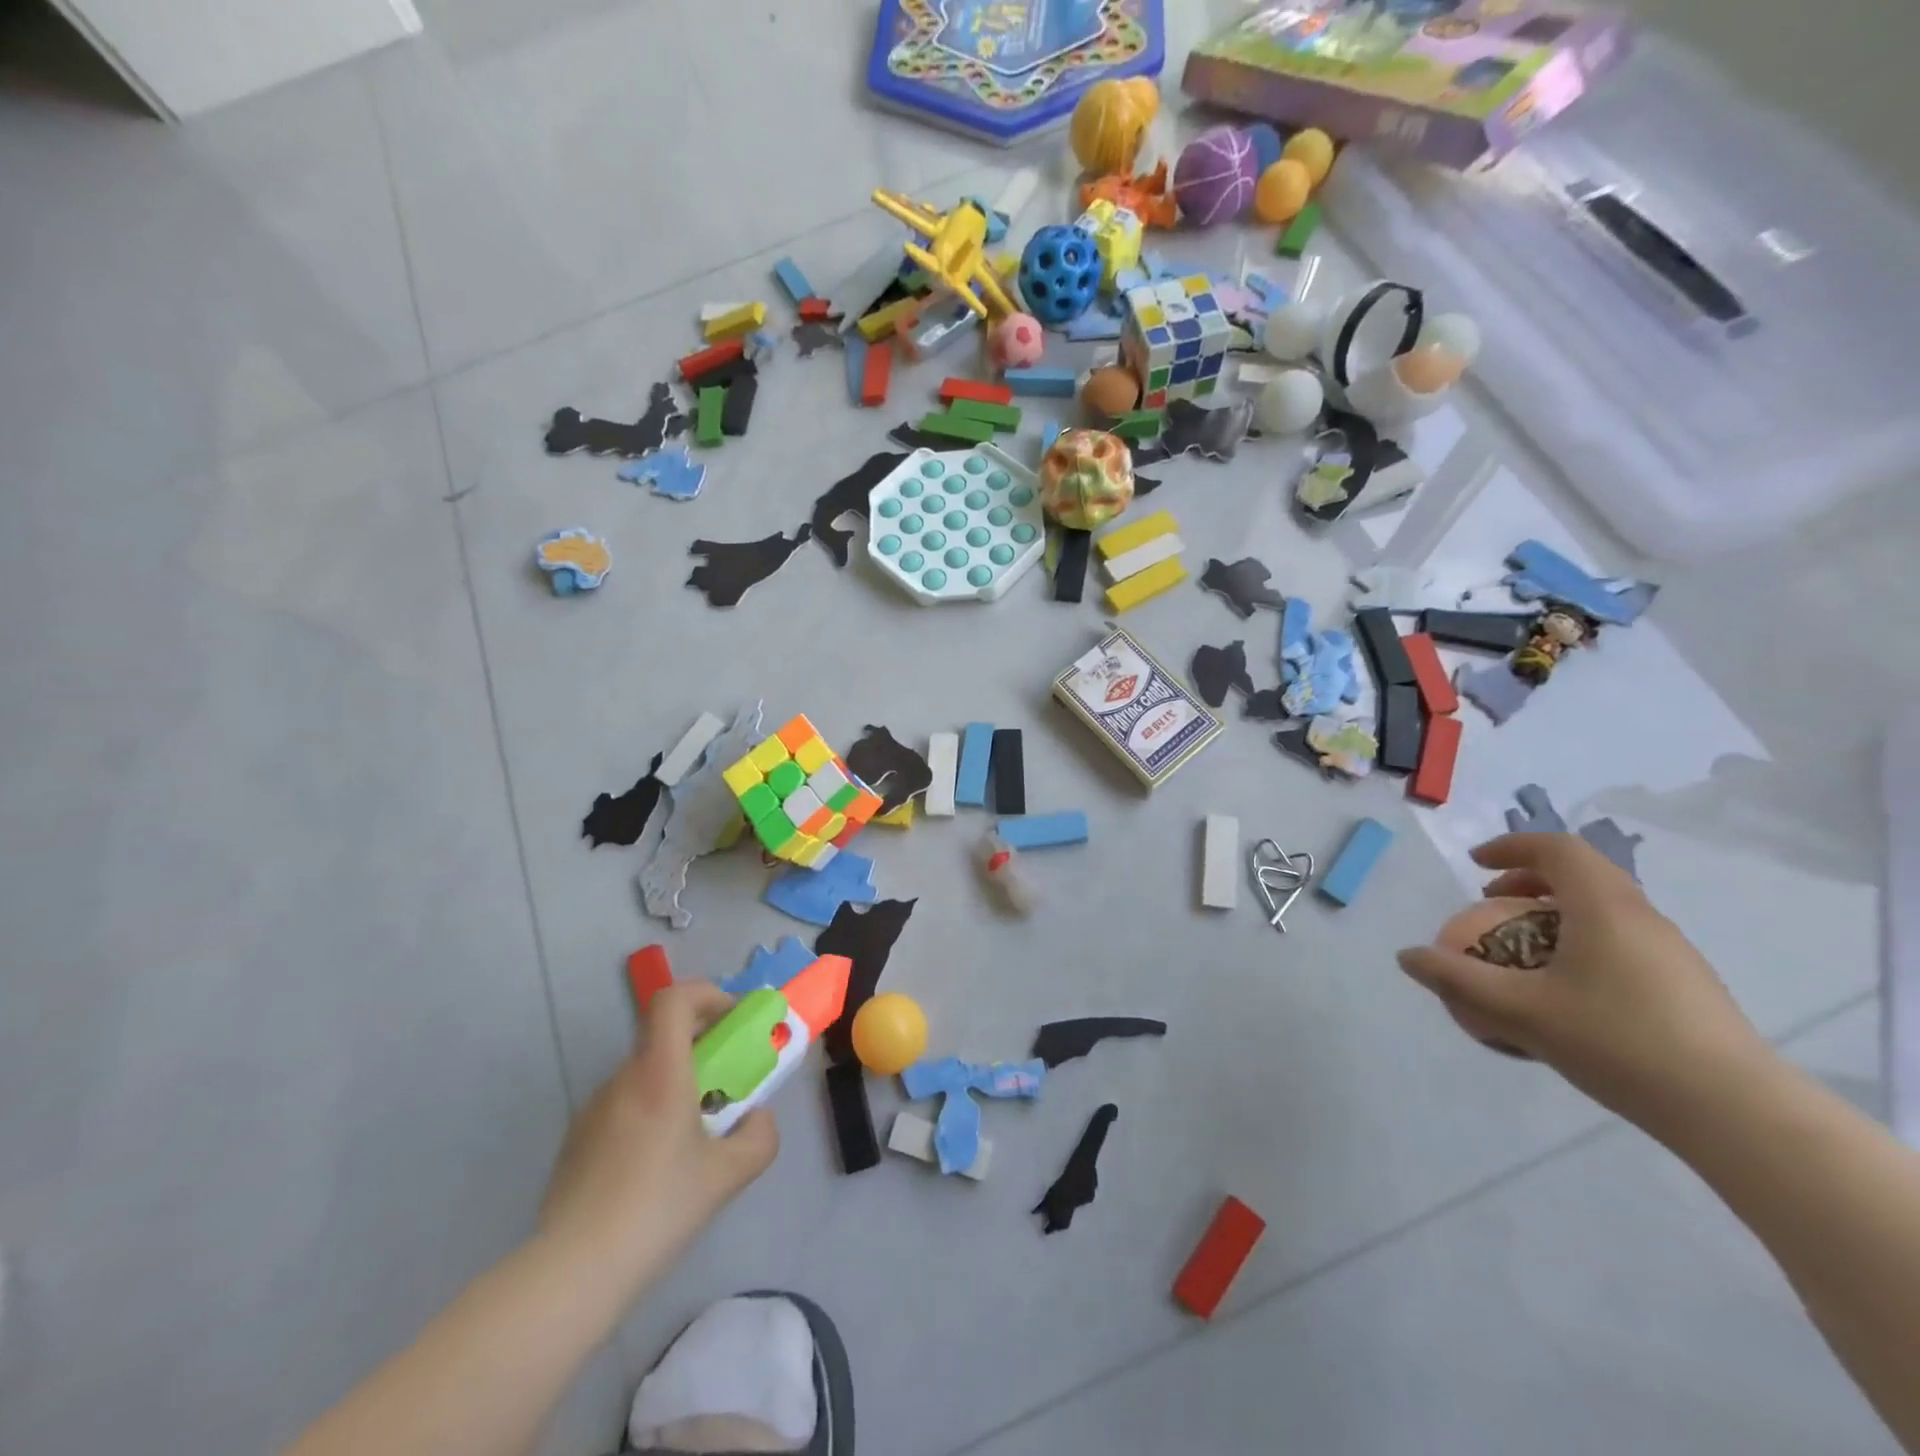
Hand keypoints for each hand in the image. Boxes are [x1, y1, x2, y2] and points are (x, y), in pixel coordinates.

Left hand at [537, 982, 777, 1299]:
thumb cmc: (658, 1209)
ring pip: (645, 1073)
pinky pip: (624, 1105)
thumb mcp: (728, 1175)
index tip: (732, 1022)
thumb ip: (759, 1137)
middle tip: (727, 1084)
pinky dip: (650, 1112)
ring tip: (694, 1136)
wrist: (573, 1273)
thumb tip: (758, 1118)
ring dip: (677, 1083)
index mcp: (659, 1073)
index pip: (674, 999)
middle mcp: (623, 1079)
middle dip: (703, 1047)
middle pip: (664, 1036)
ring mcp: (594, 1109)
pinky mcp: (577, 1140)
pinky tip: (656, 1168)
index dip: (708, 995)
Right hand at [1397, 833, 1771, 1135]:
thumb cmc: (1617, 1043)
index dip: (1512, 846)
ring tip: (1523, 948)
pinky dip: (1582, 939)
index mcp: (1604, 908)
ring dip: (1556, 910)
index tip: (1476, 865)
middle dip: (1529, 878)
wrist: (1735, 1111)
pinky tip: (1566, 990)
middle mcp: (1642, 917)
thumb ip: (1457, 980)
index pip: (1558, 848)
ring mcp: (1672, 951)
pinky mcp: (1687, 984)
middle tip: (1492, 901)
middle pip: (1583, 873)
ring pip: (1605, 907)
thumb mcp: (1519, 1012)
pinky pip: (1622, 939)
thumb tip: (1406, 956)